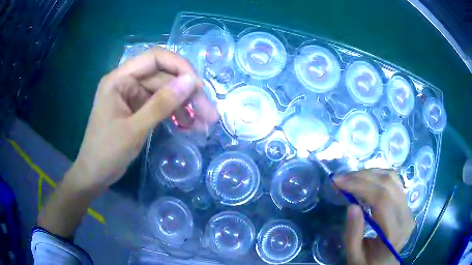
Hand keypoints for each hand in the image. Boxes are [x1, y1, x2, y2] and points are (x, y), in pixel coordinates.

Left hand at [72, 47, 216, 193]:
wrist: (94, 175)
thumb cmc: (106, 152)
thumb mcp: (134, 129)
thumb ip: (161, 104)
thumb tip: (190, 81)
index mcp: (119, 79)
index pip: (154, 58)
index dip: (179, 66)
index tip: (197, 86)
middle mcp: (127, 82)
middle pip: (164, 78)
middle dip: (187, 94)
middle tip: (209, 113)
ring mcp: (133, 97)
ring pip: (165, 93)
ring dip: (185, 106)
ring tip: (204, 123)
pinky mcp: (138, 110)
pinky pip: (161, 106)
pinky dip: (175, 115)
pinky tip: (190, 126)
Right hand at [335, 169, 414, 264]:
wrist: (385, 264)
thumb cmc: (368, 263)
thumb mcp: (354, 256)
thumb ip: (353, 234)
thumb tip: (351, 206)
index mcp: (394, 233)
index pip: (381, 201)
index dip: (360, 186)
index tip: (338, 182)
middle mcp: (406, 216)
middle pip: (387, 185)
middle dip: (362, 177)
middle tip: (340, 178)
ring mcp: (408, 207)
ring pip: (392, 179)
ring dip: (370, 173)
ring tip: (351, 177)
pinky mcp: (406, 203)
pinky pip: (395, 181)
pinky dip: (378, 175)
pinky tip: (365, 179)